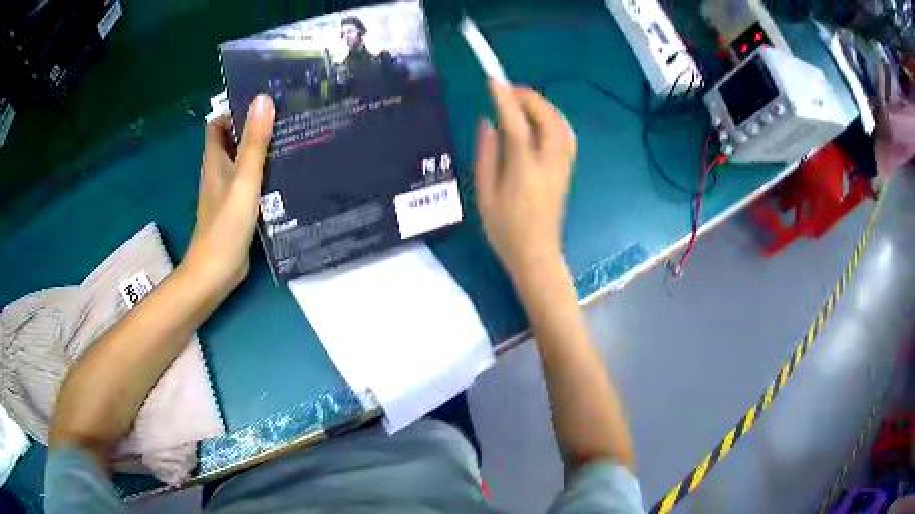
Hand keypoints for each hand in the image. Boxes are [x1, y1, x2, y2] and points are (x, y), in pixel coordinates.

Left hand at [183, 95, 274, 295]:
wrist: (216, 272)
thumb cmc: (225, 224)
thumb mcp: (243, 179)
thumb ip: (254, 142)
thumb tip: (262, 99)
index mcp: (215, 160)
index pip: (218, 124)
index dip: (235, 111)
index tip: (263, 103)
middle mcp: (218, 172)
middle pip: (234, 141)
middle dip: (255, 128)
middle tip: (287, 118)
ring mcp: (227, 191)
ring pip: (243, 162)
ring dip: (262, 151)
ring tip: (293, 140)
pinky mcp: (237, 208)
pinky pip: (251, 182)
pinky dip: (264, 175)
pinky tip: (286, 175)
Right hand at [475, 81, 576, 281]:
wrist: (537, 254)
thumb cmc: (504, 228)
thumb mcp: (485, 193)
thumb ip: (486, 154)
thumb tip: (488, 122)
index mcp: (524, 169)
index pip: (516, 124)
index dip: (504, 99)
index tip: (493, 80)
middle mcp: (549, 162)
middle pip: (546, 117)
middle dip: (528, 97)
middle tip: (506, 90)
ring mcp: (563, 165)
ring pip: (560, 123)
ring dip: (542, 105)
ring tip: (520, 101)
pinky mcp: (568, 169)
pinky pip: (565, 134)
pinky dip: (553, 118)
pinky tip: (538, 119)